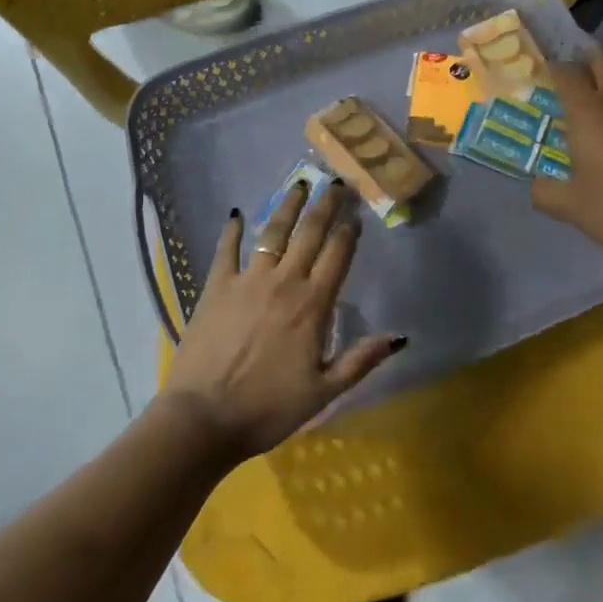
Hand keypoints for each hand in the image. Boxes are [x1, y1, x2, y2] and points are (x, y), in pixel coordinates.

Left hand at [160, 181, 403, 461]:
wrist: (203, 418)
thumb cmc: (268, 408)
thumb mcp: (324, 392)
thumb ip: (361, 360)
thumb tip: (399, 337)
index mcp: (312, 304)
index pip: (337, 255)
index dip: (348, 231)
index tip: (356, 213)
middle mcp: (284, 281)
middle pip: (309, 233)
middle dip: (325, 205)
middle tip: (336, 183)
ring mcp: (247, 280)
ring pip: (273, 231)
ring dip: (288, 206)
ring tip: (299, 184)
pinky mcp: (216, 286)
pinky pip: (226, 250)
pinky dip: (232, 230)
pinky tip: (235, 214)